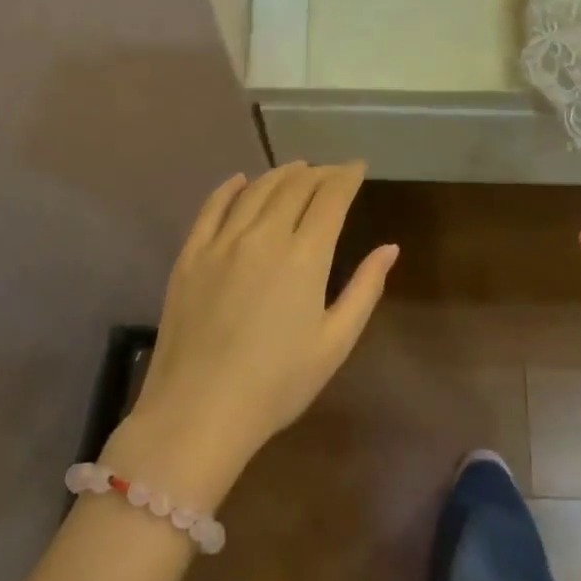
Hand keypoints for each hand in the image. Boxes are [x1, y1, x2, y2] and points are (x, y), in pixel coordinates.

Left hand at [107, 162, 397, 506]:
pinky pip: (212, 207)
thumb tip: (390, 248)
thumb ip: (365, 289)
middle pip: (295, 185)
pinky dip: (230, 187)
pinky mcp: (190, 255)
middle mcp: (264, 236)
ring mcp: (222, 242)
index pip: (331, 197)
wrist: (198, 413)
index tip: (358, 167)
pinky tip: (241, 180)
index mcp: (305, 256)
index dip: (347, 176)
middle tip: (332, 173)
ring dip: (281, 173)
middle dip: (319, 172)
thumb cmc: (277, 385)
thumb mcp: (335, 343)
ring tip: (297, 169)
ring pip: (256, 189)